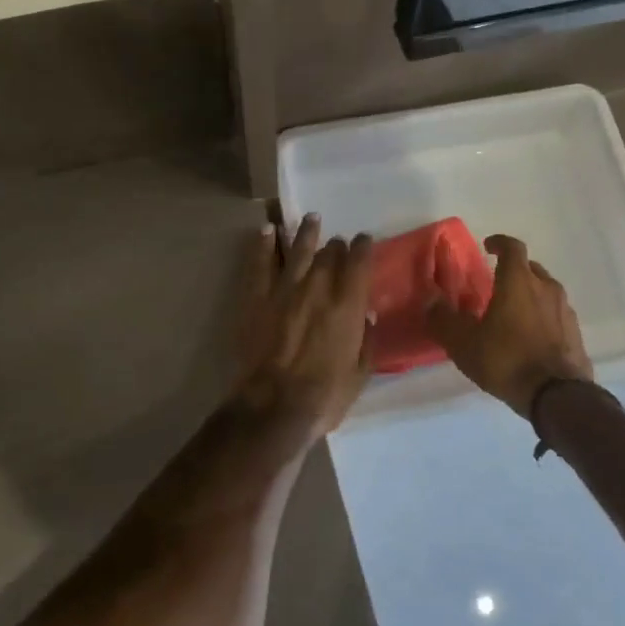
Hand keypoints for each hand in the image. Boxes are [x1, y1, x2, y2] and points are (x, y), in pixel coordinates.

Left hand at [233, 214, 372, 438]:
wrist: (275, 406)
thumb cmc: (326, 395)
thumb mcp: (361, 373)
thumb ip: (366, 340)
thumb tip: (367, 316)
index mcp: (349, 305)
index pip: (359, 262)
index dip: (363, 247)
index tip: (364, 240)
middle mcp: (319, 288)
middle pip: (329, 254)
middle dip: (335, 244)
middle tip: (336, 241)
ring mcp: (285, 290)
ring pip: (298, 250)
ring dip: (306, 233)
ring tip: (311, 219)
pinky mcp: (257, 299)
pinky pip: (260, 265)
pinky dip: (264, 245)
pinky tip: (267, 231)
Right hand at [427, 234, 592, 418]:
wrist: (557, 396)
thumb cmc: (507, 360)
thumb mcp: (464, 343)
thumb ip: (444, 319)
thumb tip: (431, 301)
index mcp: (518, 281)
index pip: (512, 247)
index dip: (499, 243)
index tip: (488, 247)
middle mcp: (546, 287)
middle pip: (530, 268)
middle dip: (513, 271)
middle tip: (496, 284)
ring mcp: (565, 310)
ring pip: (545, 290)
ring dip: (529, 294)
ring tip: (512, 312)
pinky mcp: (575, 332)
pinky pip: (555, 314)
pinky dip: (542, 316)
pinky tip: (531, 336)